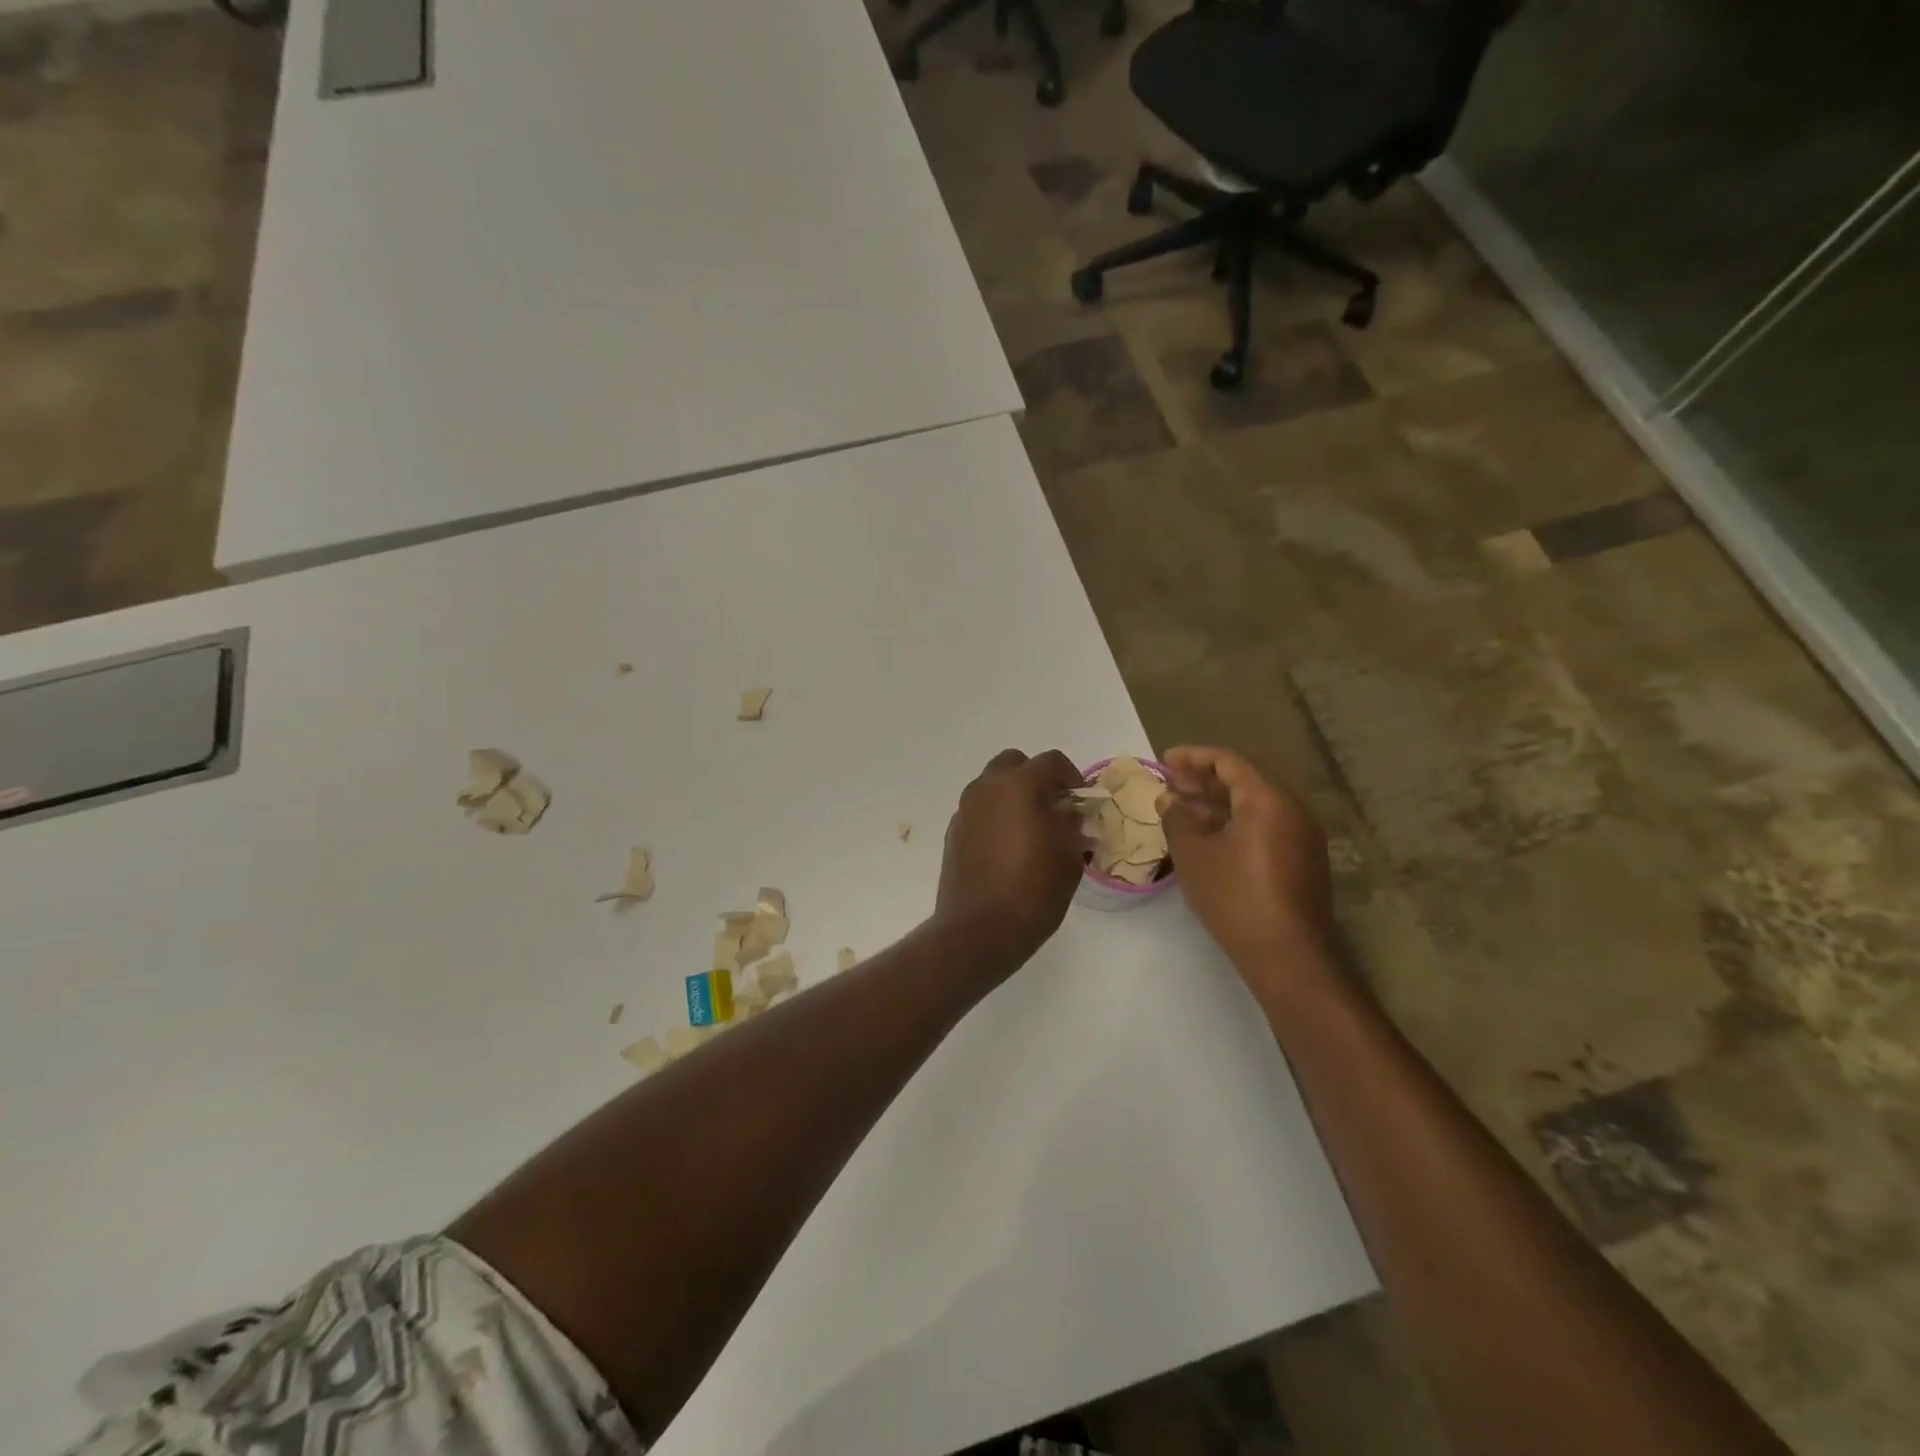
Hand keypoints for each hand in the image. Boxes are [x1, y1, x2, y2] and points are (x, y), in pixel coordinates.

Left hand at [935, 749, 1085, 972]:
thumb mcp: (1069, 858)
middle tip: (1053, 807)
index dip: (1072, 777)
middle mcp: (987, 789)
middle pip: (1015, 763)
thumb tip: (1069, 814)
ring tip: (1030, 829)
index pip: (1051, 761)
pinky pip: (979, 810)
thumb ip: (1072, 826)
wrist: (978, 930)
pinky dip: (995, 816)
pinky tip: (1006, 847)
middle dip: (1036, 778)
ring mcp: (965, 809)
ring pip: (992, 785)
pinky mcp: (953, 832)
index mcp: (1019, 786)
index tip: (1080, 802)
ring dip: (1013, 796)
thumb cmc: (1033, 892)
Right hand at [1158, 746, 1336, 982]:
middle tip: (1169, 785)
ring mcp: (1301, 837)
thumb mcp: (1194, 854)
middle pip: (1244, 781)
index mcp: (1268, 800)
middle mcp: (1291, 810)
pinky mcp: (1301, 862)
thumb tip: (1170, 799)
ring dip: (1217, 804)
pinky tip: (1207, 838)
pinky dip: (1233, 824)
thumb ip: (1177, 818)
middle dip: (1203, 781)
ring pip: (1253, 806)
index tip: (1164, 761)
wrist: (1288, 956)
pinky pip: (1264, 827)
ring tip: (1181, 810)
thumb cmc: (1235, 896)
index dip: (1193, 757)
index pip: (1229, 762)